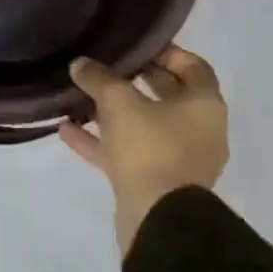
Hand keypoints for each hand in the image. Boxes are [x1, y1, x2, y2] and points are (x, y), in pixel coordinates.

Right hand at [60, 45, 228, 254]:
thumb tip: (80, 63)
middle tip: (108, 65)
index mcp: (205, 104)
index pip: (192, 66)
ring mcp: (180, 161)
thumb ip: (99, 78)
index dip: (165, 52)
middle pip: (168, 95)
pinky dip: (104, 142)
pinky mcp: (158, 185)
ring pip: (146, 126)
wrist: (159, 224)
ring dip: (114, 113)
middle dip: (136, 80)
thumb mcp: (119, 102)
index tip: (136, 46)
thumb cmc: (150, 147)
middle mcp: (200, 130)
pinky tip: (67, 131)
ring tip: (81, 96)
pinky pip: (130, 154)